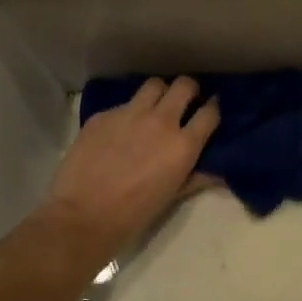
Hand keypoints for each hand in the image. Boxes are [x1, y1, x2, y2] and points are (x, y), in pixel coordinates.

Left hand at [43, 76, 219, 262]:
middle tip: (184, 103)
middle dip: (189, 91)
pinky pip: (124, 104)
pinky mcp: (104, 115)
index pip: (210, 113)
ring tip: (154, 108)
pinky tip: (120, 132)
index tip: (209, 111)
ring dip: (160, 93)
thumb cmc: (134, 214)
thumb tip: (217, 172)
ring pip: (154, 85)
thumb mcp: (171, 197)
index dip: (213, 109)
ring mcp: (130, 114)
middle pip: (184, 85)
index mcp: (182, 146)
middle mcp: (161, 121)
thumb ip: (195, 177)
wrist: (84, 214)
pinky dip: (129, 113)